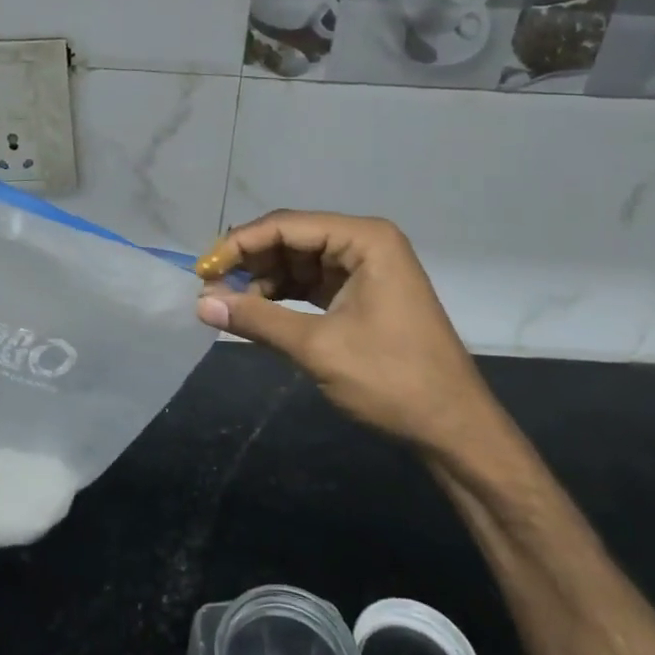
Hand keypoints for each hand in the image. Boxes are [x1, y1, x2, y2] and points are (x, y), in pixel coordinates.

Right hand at [193, 211, 497, 460]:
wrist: (454, 428)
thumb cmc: (392, 380)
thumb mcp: (318, 347)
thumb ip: (257, 319)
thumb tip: (201, 303)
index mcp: (364, 239)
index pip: (286, 226)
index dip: (239, 244)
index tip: (203, 271)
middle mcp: (364, 243)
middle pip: (291, 239)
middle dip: (250, 262)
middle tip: (211, 290)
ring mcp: (365, 269)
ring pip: (298, 262)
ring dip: (263, 281)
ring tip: (227, 304)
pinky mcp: (362, 295)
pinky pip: (311, 284)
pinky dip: (283, 297)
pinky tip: (256, 312)